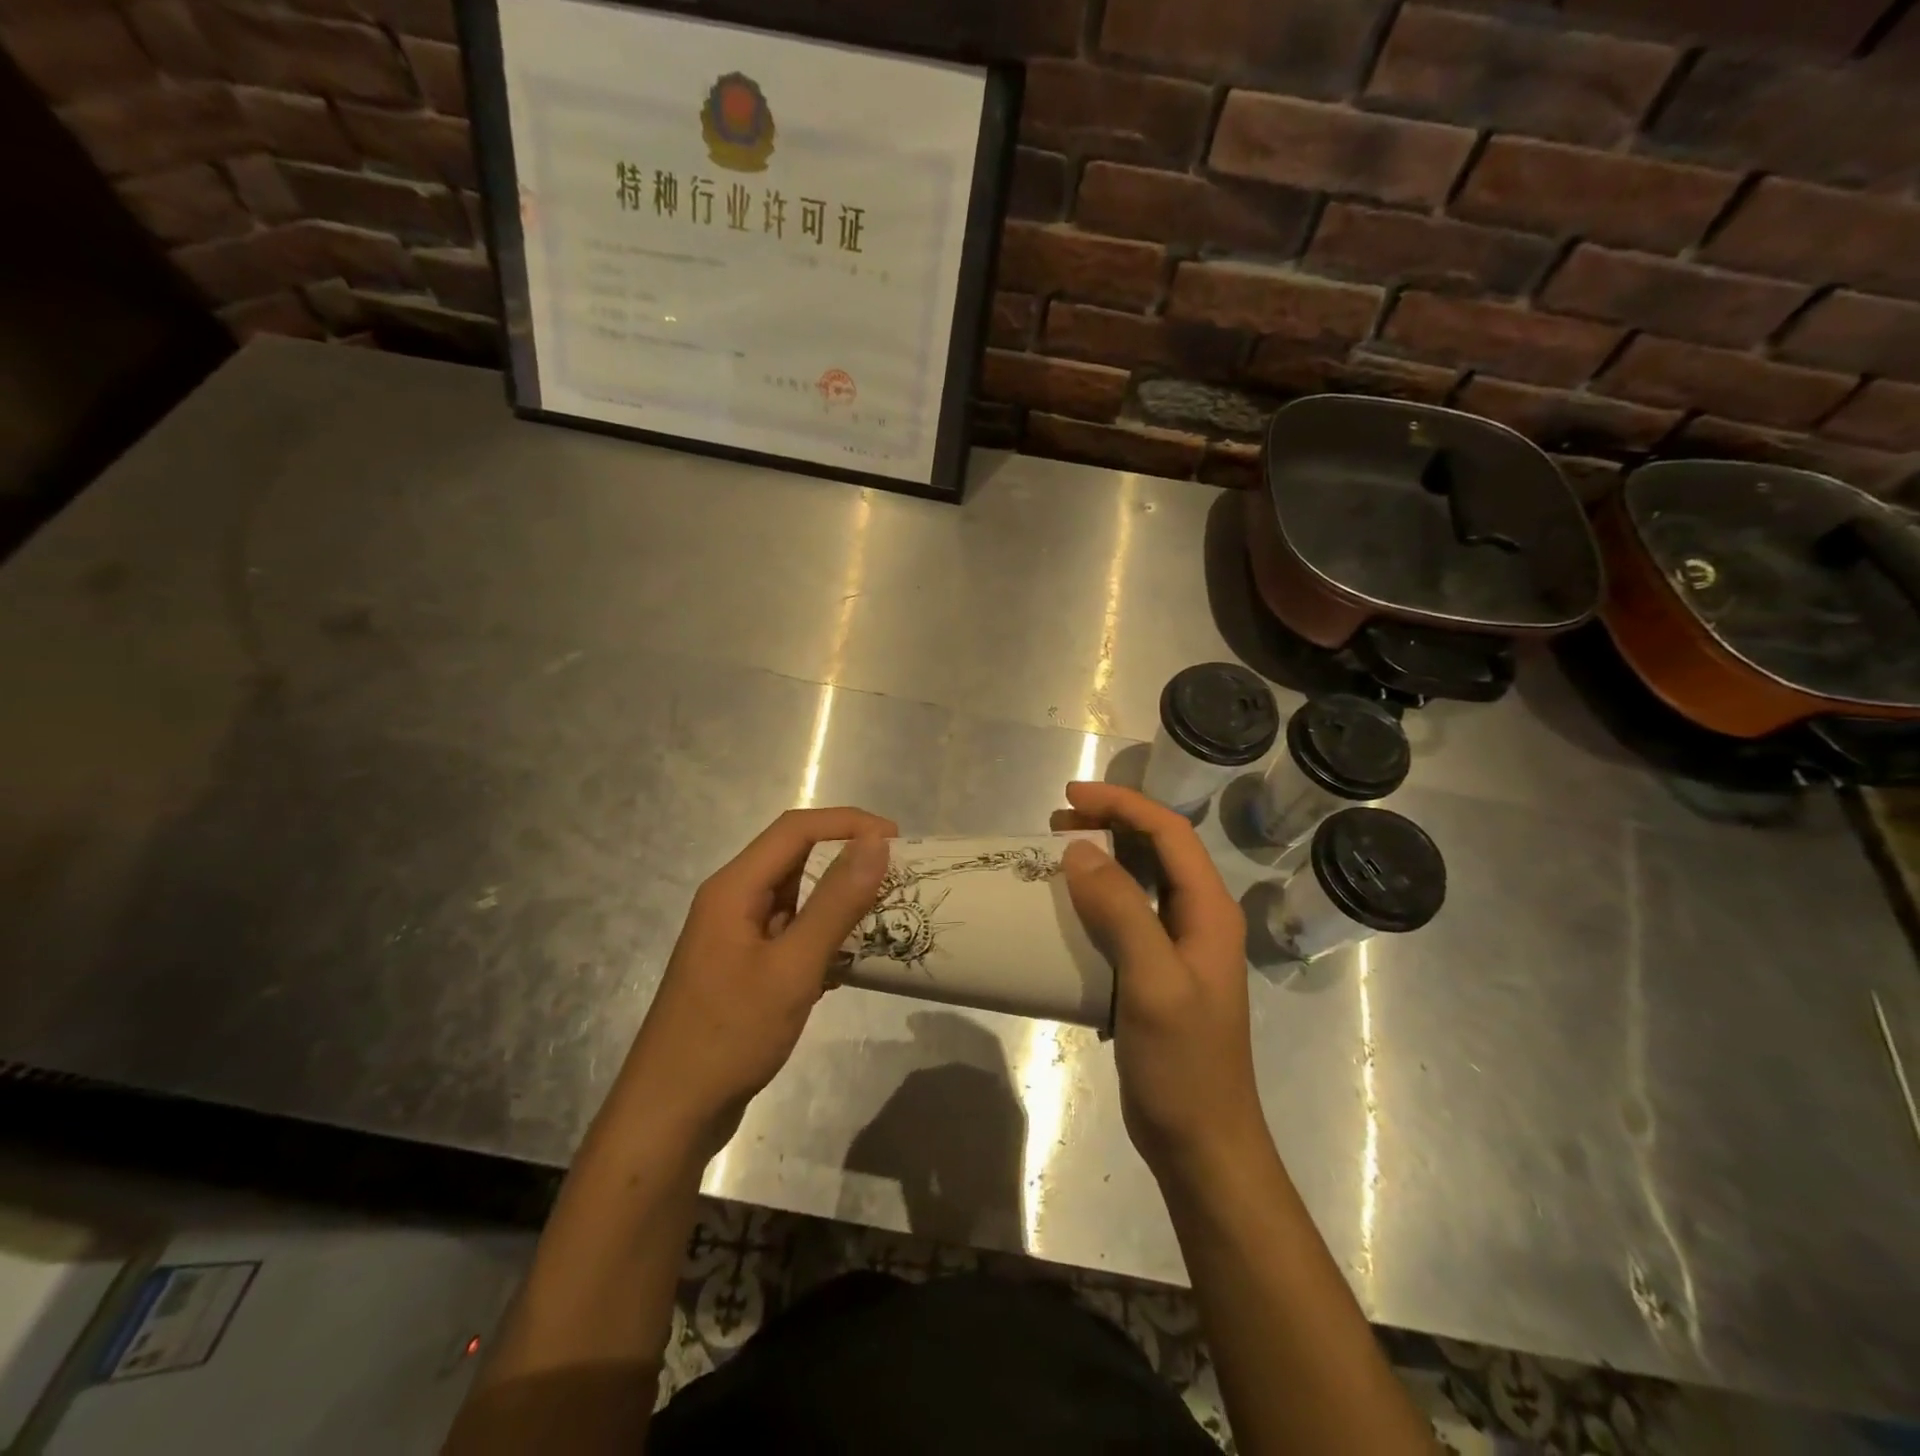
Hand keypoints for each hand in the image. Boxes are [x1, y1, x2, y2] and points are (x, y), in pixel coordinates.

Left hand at [615, 807, 896, 1161]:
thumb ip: (835, 903)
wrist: (671, 1114)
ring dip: (839, 902)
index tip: (896, 840)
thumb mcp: (792, 967)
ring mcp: (736, 936)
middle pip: (796, 859)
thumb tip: (876, 843)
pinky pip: (791, 934)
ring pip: (796, 899)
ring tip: (885, 916)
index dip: (848, 823)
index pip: (796, 829)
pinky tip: (851, 964)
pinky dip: (824, 937)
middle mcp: (732, 901)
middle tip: (897, 878)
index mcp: (734, 888)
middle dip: (847, 861)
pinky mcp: (744, 968)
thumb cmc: (729, 1035)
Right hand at [1055, 782, 1264, 1183]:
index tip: (1071, 797)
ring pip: (1140, 880)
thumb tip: (1080, 852)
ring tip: (1057, 850)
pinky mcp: (1154, 972)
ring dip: (1102, 857)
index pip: (1170, 833)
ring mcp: (1177, 947)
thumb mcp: (1153, 982)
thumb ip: (1122, 912)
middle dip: (1110, 823)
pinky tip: (1067, 906)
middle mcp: (1197, 919)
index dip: (1123, 804)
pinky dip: (1096, 897)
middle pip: (1157, 849)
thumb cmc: (1184, 1063)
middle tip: (1057, 821)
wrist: (1201, 1142)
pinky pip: (1125, 915)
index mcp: (1209, 911)